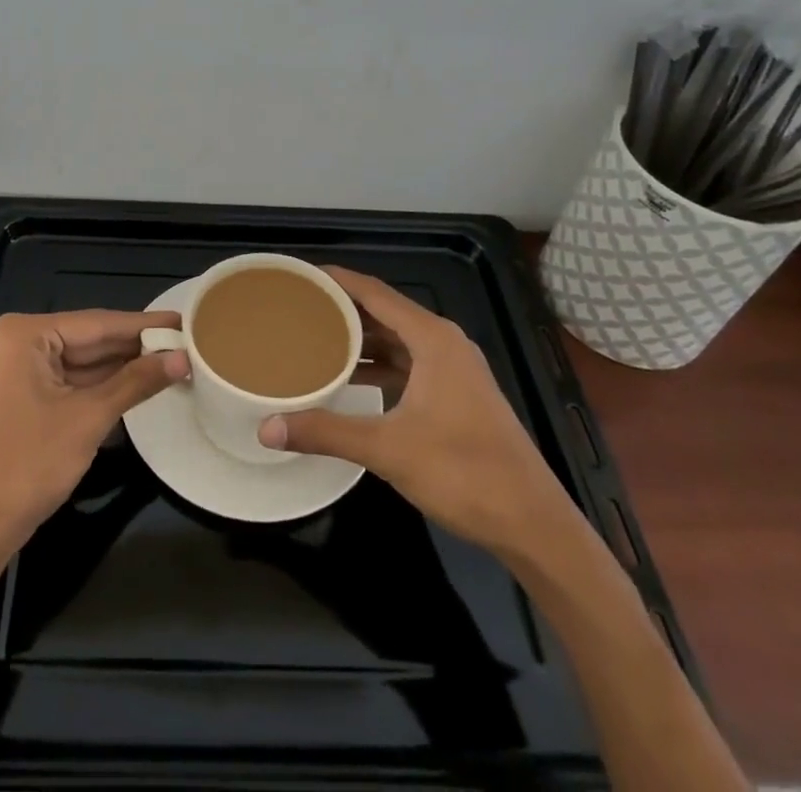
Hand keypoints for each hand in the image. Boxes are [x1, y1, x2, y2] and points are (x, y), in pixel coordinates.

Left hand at [0, 309, 189, 550]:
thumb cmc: (29, 464)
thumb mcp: (89, 418)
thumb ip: (136, 382)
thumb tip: (182, 358)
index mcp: (26, 333)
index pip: (97, 322)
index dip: (144, 324)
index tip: (184, 320)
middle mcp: (21, 341)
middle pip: (91, 338)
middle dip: (137, 346)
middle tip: (187, 341)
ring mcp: (21, 368)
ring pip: (85, 360)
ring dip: (125, 365)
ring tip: (174, 359)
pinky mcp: (26, 393)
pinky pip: (73, 379)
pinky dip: (105, 383)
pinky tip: (141, 380)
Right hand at [257, 267, 570, 551]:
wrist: (533, 524)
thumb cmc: (463, 473)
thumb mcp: (387, 449)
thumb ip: (326, 433)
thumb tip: (267, 428)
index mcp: (433, 339)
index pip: (375, 293)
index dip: (338, 279)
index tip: (301, 274)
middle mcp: (445, 344)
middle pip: (385, 312)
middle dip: (343, 308)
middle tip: (299, 307)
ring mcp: (455, 371)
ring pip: (398, 340)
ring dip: (361, 338)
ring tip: (315, 337)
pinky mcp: (458, 396)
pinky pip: (409, 363)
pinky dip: (379, 364)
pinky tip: (351, 378)